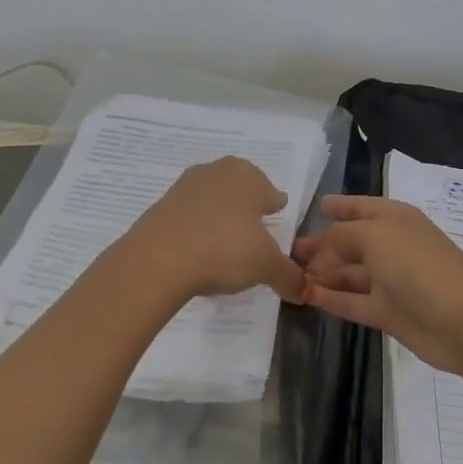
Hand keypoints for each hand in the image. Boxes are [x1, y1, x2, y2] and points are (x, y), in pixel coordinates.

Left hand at [119, 157, 305, 302]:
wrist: (158, 260)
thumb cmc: (225, 250)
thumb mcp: (266, 267)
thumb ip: (289, 276)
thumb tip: (304, 291)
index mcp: (247, 177)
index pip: (270, 191)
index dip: (274, 207)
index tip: (275, 217)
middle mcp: (216, 172)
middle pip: (238, 188)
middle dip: (246, 206)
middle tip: (252, 230)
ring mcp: (184, 187)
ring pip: (211, 200)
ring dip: (218, 216)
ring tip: (224, 243)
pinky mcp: (159, 207)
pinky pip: (187, 216)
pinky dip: (195, 229)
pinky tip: (198, 251)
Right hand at [293, 196, 462, 373]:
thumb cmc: (419, 266)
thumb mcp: (376, 236)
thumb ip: (342, 235)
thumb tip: (323, 243)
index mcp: (395, 219)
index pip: (362, 206)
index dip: (340, 205)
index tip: (315, 207)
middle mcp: (392, 247)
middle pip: (351, 243)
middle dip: (322, 245)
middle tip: (288, 251)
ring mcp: (391, 282)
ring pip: (348, 274)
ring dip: (322, 273)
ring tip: (288, 275)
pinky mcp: (388, 313)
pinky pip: (351, 301)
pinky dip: (330, 298)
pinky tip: (305, 295)